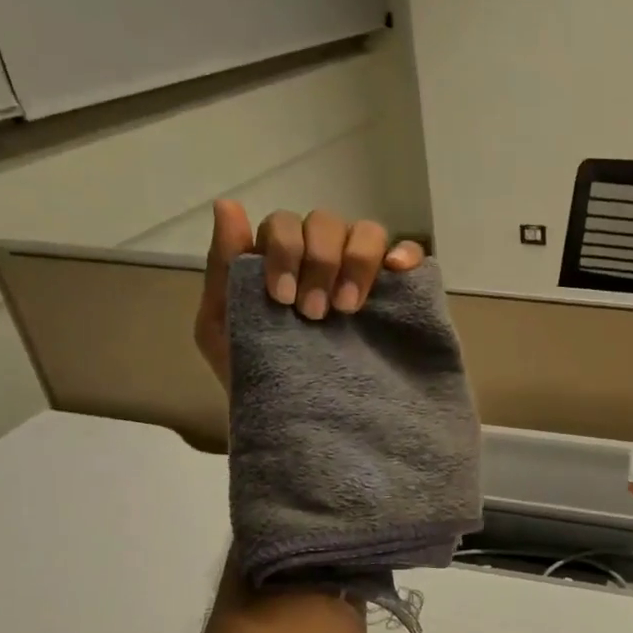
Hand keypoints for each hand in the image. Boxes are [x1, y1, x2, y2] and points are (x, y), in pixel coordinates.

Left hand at [195, 201, 424, 393]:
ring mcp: (362, 277)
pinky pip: (410, 255)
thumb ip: (223, 268)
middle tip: (315, 314)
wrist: (299, 426)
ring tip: (350, 310)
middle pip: (326, 223)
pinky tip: (396, 270)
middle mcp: (323, 260)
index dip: (285, 252)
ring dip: (356, 262)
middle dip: (319, 262)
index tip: (284, 300)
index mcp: (282, 262)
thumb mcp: (222, 327)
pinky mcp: (398, 297)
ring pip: (367, 232)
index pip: (286, 224)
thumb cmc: (255, 378)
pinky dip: (406, 253)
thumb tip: (227, 205)